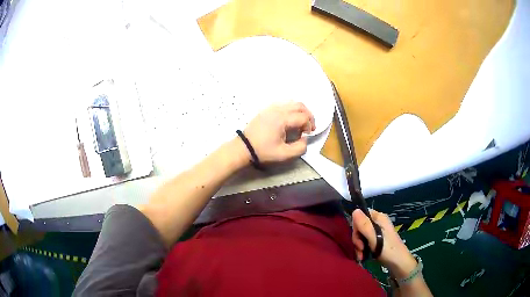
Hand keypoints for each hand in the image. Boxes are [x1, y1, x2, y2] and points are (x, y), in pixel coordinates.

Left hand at [243, 102, 315, 162]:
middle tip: (309, 127)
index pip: (303, 117)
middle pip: (300, 106)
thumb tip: (304, 139)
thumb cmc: (263, 151)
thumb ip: (300, 148)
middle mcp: (278, 109)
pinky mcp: (266, 110)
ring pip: (292, 103)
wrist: (244, 148)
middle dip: (308, 116)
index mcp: (282, 119)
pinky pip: (283, 104)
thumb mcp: (284, 154)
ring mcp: (271, 108)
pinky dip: (291, 109)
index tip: (306, 135)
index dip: (309, 126)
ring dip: (300, 111)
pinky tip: (289, 120)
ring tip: (300, 123)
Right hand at [351, 209, 417, 278]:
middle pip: (360, 226)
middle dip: (357, 239)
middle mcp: (378, 222)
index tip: (358, 237)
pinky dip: (362, 249)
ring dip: (358, 246)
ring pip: (361, 235)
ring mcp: (377, 232)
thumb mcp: (374, 237)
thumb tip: (355, 210)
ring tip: (361, 255)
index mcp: (379, 218)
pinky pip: (364, 241)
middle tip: (360, 248)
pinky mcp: (376, 240)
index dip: (356, 225)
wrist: (398, 263)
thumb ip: (364, 225)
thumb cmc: (387, 250)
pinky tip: (362, 256)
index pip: (361, 214)